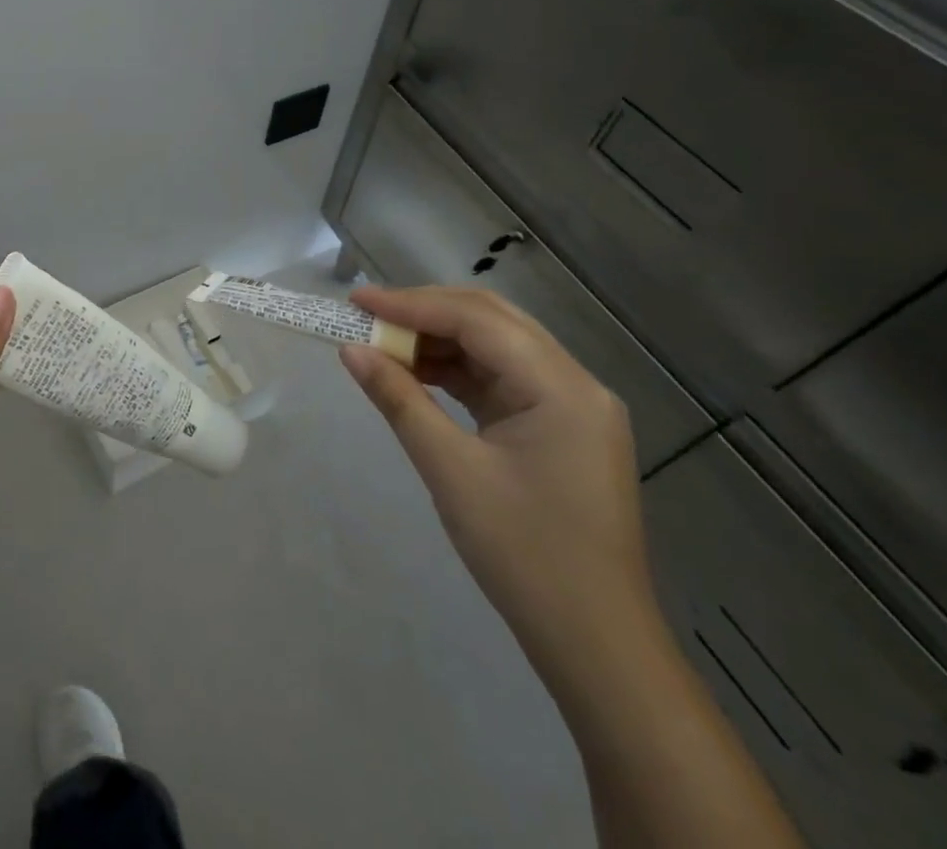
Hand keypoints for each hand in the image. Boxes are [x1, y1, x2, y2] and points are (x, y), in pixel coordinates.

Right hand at [339, 286, 655, 680]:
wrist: (595, 645)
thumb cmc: (524, 554)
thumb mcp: (451, 470)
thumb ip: (399, 399)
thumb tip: (350, 350)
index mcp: (562, 388)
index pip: (477, 320)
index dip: (412, 304)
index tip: (357, 300)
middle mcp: (575, 384)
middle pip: (492, 322)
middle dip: (425, 312)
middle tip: (368, 315)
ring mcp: (571, 407)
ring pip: (495, 348)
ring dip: (438, 341)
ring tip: (383, 345)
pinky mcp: (559, 429)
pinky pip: (501, 380)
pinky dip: (456, 371)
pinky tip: (417, 375)